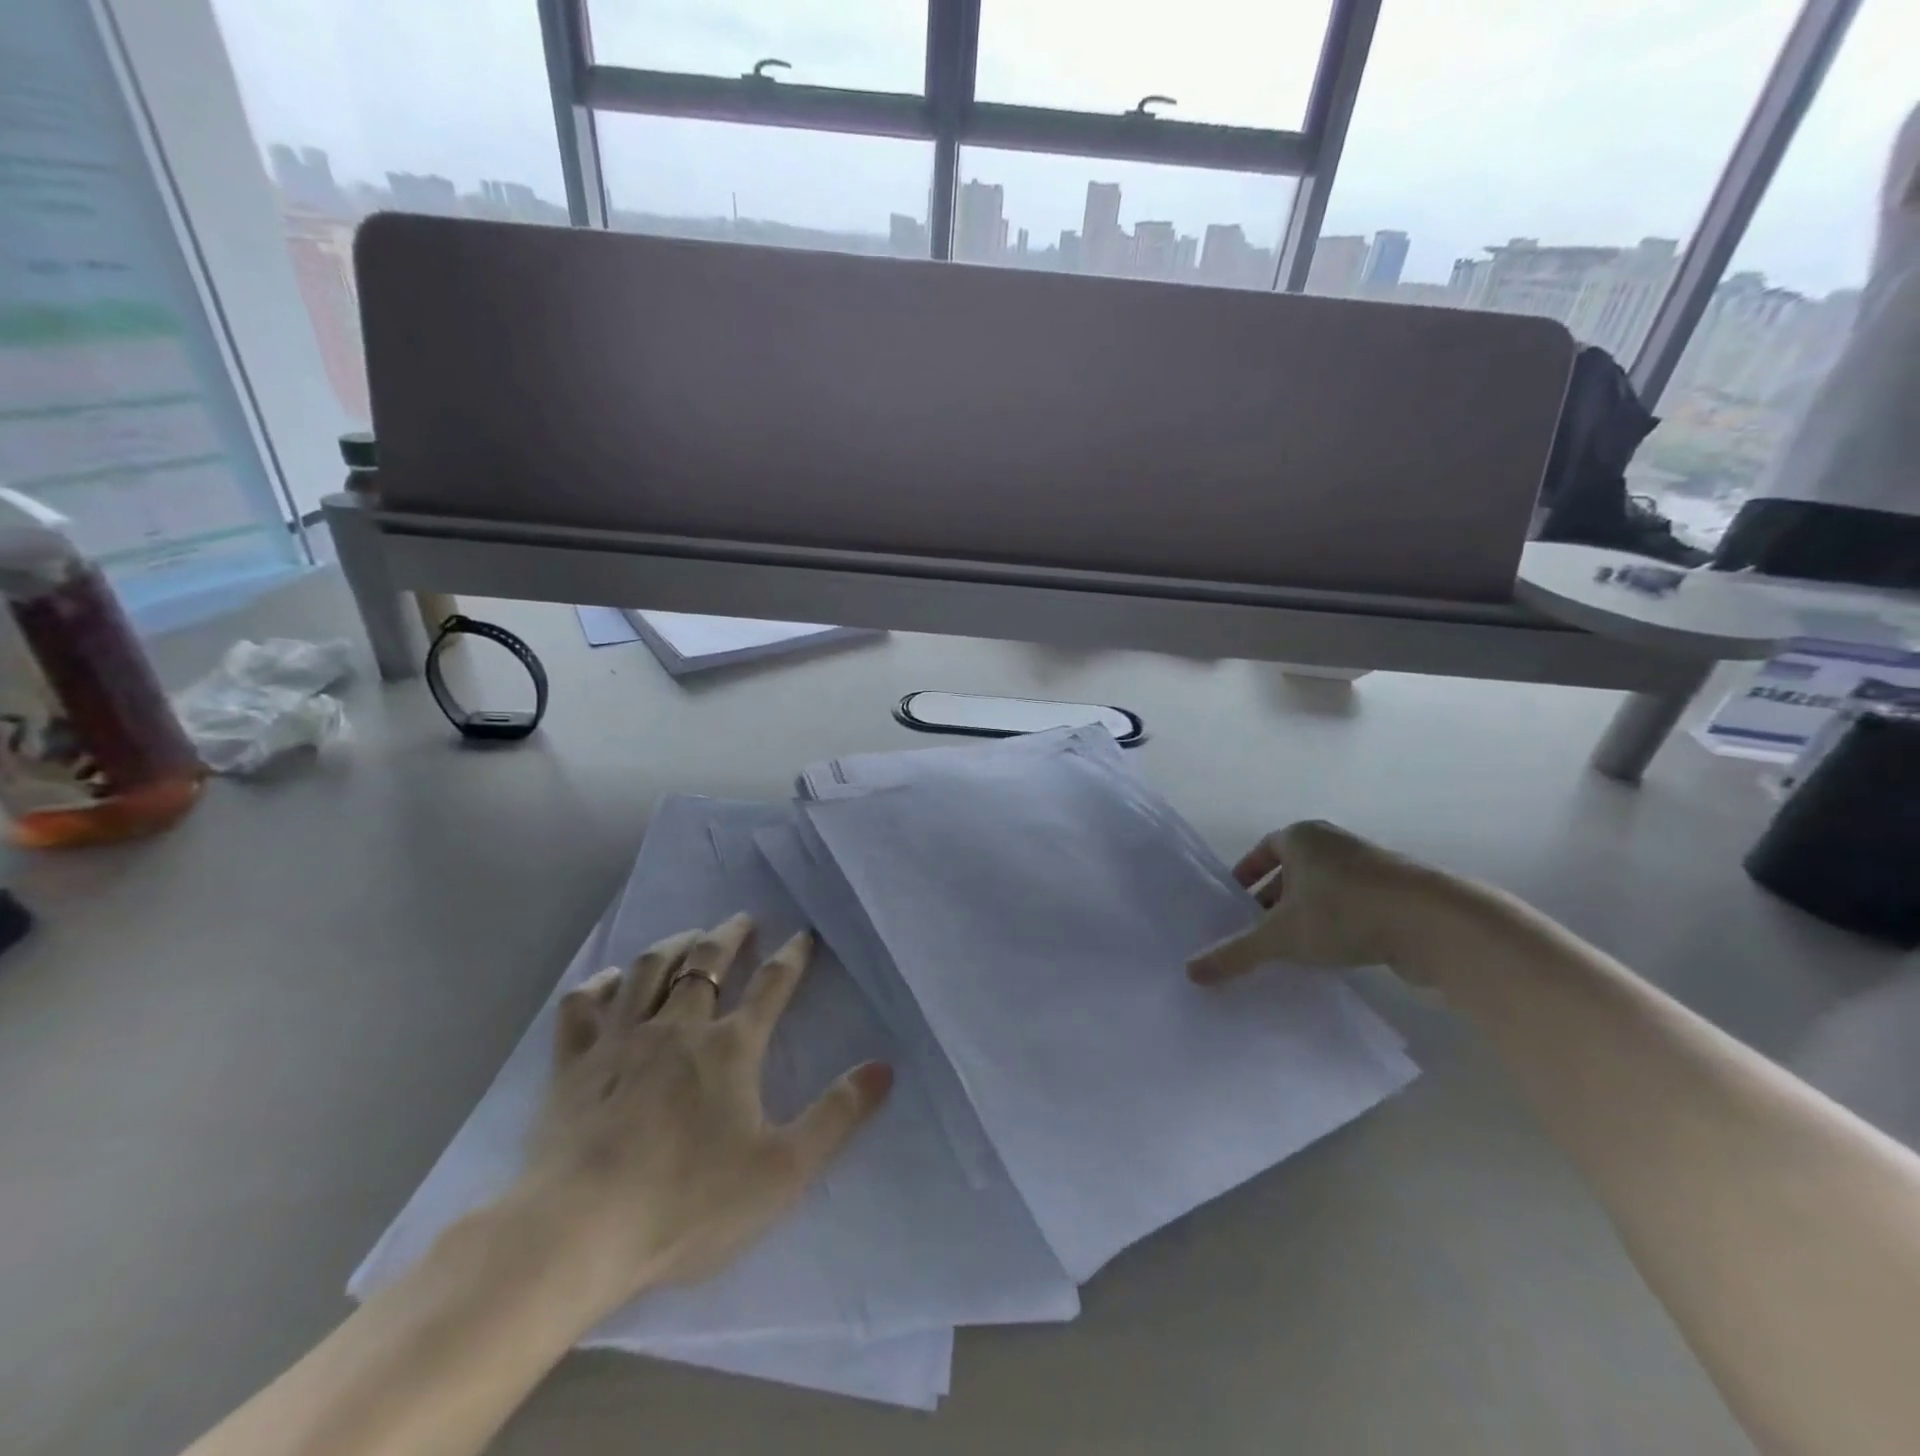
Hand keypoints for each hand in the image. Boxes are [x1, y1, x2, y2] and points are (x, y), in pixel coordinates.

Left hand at [516, 914, 892, 1316]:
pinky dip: (599, 983)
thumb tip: (885, 1067)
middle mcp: (678, 1027)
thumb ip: (837, 1115)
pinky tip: (610, 978)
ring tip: (689, 936)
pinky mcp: (574, 1063)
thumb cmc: (688, 1203)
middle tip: (742, 920)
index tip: (803, 935)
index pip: (772, 985)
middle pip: (707, 963)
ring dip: (674, 945)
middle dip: (729, 936)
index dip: (792, 956)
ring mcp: (622, 1039)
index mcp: (731, 1047)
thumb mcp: (782, 1169)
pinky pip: (584, 1005)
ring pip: (649, 970)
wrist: (579, 1233)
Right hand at [1187, 820, 1423, 981]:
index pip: (1263, 849)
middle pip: (1292, 870)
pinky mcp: (1399, 893)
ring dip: (1306, 914)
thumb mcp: (1281, 936)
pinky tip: (1331, 954)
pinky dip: (1336, 924)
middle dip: (1273, 900)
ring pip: (1324, 889)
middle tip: (1256, 931)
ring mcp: (1371, 866)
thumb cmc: (1344, 912)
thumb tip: (1190, 972)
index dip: (1246, 875)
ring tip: (1290, 948)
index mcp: (1302, 836)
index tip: (1235, 903)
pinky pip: (1353, 904)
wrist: (1435, 923)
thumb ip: (1236, 953)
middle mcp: (1334, 842)